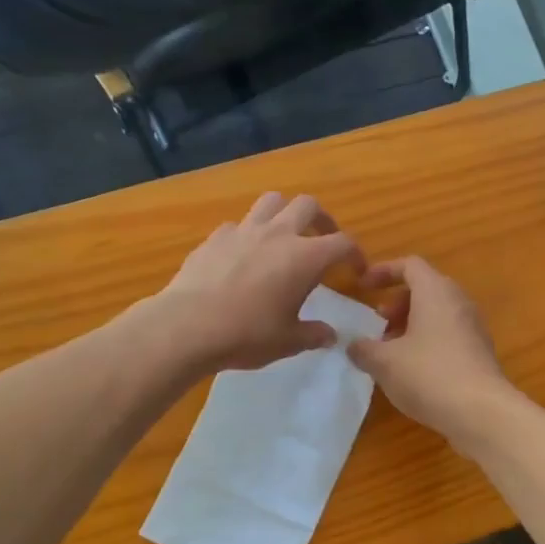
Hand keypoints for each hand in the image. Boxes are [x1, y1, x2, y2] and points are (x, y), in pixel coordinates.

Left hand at [152, 193, 364, 372]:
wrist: (188, 326)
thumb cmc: (248, 334)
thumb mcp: (289, 342)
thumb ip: (314, 334)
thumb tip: (330, 335)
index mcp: (305, 257)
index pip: (342, 243)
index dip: (355, 254)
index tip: (356, 270)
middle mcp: (278, 234)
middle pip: (308, 206)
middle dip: (322, 220)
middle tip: (322, 241)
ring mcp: (243, 231)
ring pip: (272, 202)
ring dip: (284, 213)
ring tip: (284, 237)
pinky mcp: (214, 238)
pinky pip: (238, 225)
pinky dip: (248, 234)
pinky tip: (244, 256)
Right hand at [347, 257, 518, 450]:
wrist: (481, 412)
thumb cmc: (428, 375)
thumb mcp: (384, 362)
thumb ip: (363, 349)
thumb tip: (354, 346)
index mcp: (435, 291)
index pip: (410, 265)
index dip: (383, 271)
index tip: (362, 287)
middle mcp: (458, 302)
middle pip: (425, 289)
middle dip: (397, 303)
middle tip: (378, 323)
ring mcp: (473, 328)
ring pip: (437, 314)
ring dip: (411, 326)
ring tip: (391, 351)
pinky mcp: (479, 353)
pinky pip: (448, 336)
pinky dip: (427, 343)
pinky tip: (412, 371)